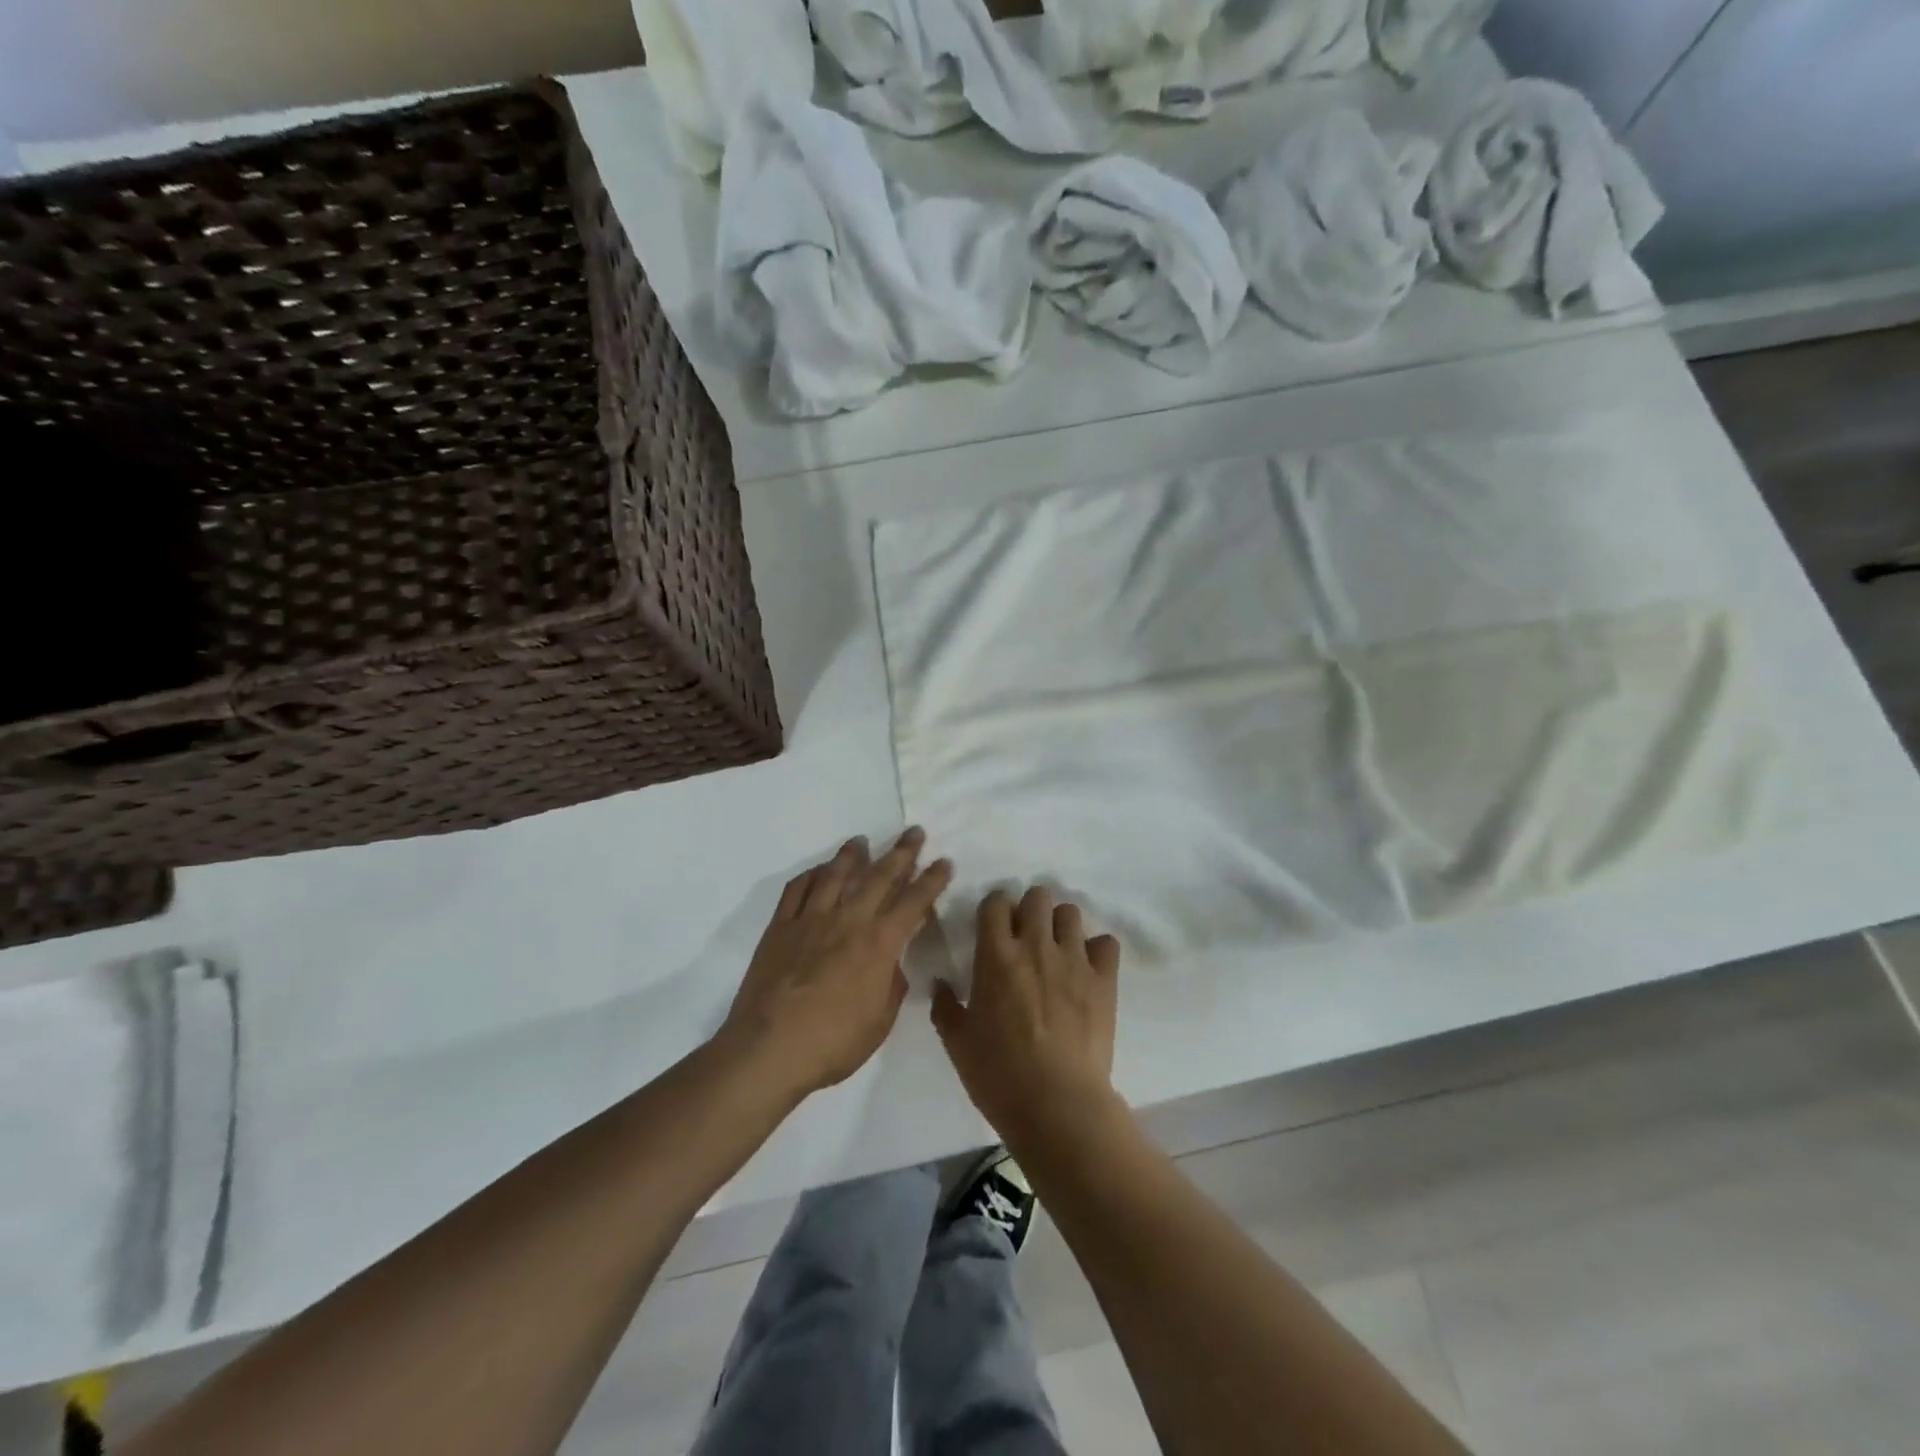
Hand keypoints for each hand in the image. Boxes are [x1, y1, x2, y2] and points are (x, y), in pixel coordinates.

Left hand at [720, 829, 951, 1100]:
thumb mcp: (879, 1022)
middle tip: (914, 832)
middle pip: (879, 877)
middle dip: (901, 853)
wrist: (769, 1049)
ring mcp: (811, 920)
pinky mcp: (780, 928)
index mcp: (879, 944)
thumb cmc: (832, 1043)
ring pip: (835, 875)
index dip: (932, 880)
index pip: (913, 902)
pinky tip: (818, 870)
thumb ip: (890, 987)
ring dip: (852, 855)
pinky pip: (797, 890)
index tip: (944, 861)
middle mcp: (848, 921)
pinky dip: (810, 875)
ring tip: (862, 840)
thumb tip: (891, 965)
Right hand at [932, 886, 1124, 1155]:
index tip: (994, 927)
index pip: (996, 903)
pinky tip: (1088, 970)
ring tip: (1057, 950)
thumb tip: (941, 984)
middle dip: (1030, 909)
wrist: (1057, 1105)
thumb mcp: (958, 1044)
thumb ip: (945, 1007)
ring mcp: (1073, 960)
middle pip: (1037, 896)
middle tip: (1026, 936)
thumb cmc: (998, 1075)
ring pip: (1070, 912)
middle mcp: (1035, 945)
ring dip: (1061, 925)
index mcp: (996, 955)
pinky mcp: (1104, 979)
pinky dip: (1097, 950)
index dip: (995, 909)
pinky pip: (1106, 943)